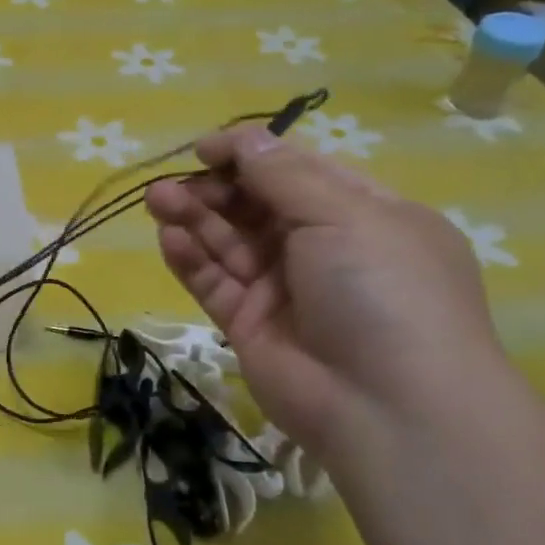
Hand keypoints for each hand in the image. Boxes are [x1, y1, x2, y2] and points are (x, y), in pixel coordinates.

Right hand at [145, 127, 510, 460]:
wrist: (387, 406)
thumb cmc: (382, 291)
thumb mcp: (344, 215)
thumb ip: (282, 175)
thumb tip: (240, 138)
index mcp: (362, 215)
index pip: (297, 172)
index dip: (250, 156)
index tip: (205, 150)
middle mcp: (322, 248)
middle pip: (255, 206)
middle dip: (213, 189)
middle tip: (171, 184)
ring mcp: (283, 289)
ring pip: (228, 242)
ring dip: (192, 218)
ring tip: (157, 201)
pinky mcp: (249, 324)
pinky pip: (213, 282)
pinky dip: (190, 259)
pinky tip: (168, 238)